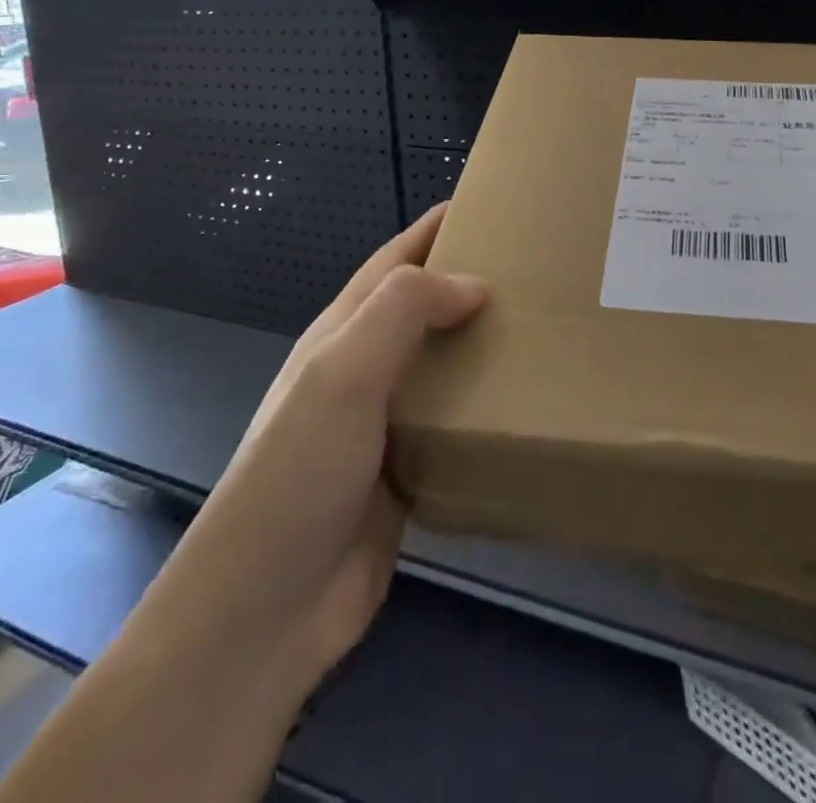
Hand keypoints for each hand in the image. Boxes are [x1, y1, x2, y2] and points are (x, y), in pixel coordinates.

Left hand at [0, 207, 485, 802]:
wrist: (267, 610)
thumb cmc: (299, 473)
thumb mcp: (344, 374)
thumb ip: (404, 312)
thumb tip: (477, 284)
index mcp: (343, 334)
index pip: (394, 261)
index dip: (436, 229)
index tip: (494, 205)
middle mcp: (365, 371)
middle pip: (425, 309)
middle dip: (473, 281)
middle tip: (541, 269)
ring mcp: (385, 425)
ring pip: (445, 365)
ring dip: (486, 344)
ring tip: (547, 327)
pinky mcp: (409, 472)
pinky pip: (456, 423)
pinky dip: (488, 405)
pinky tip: (528, 401)